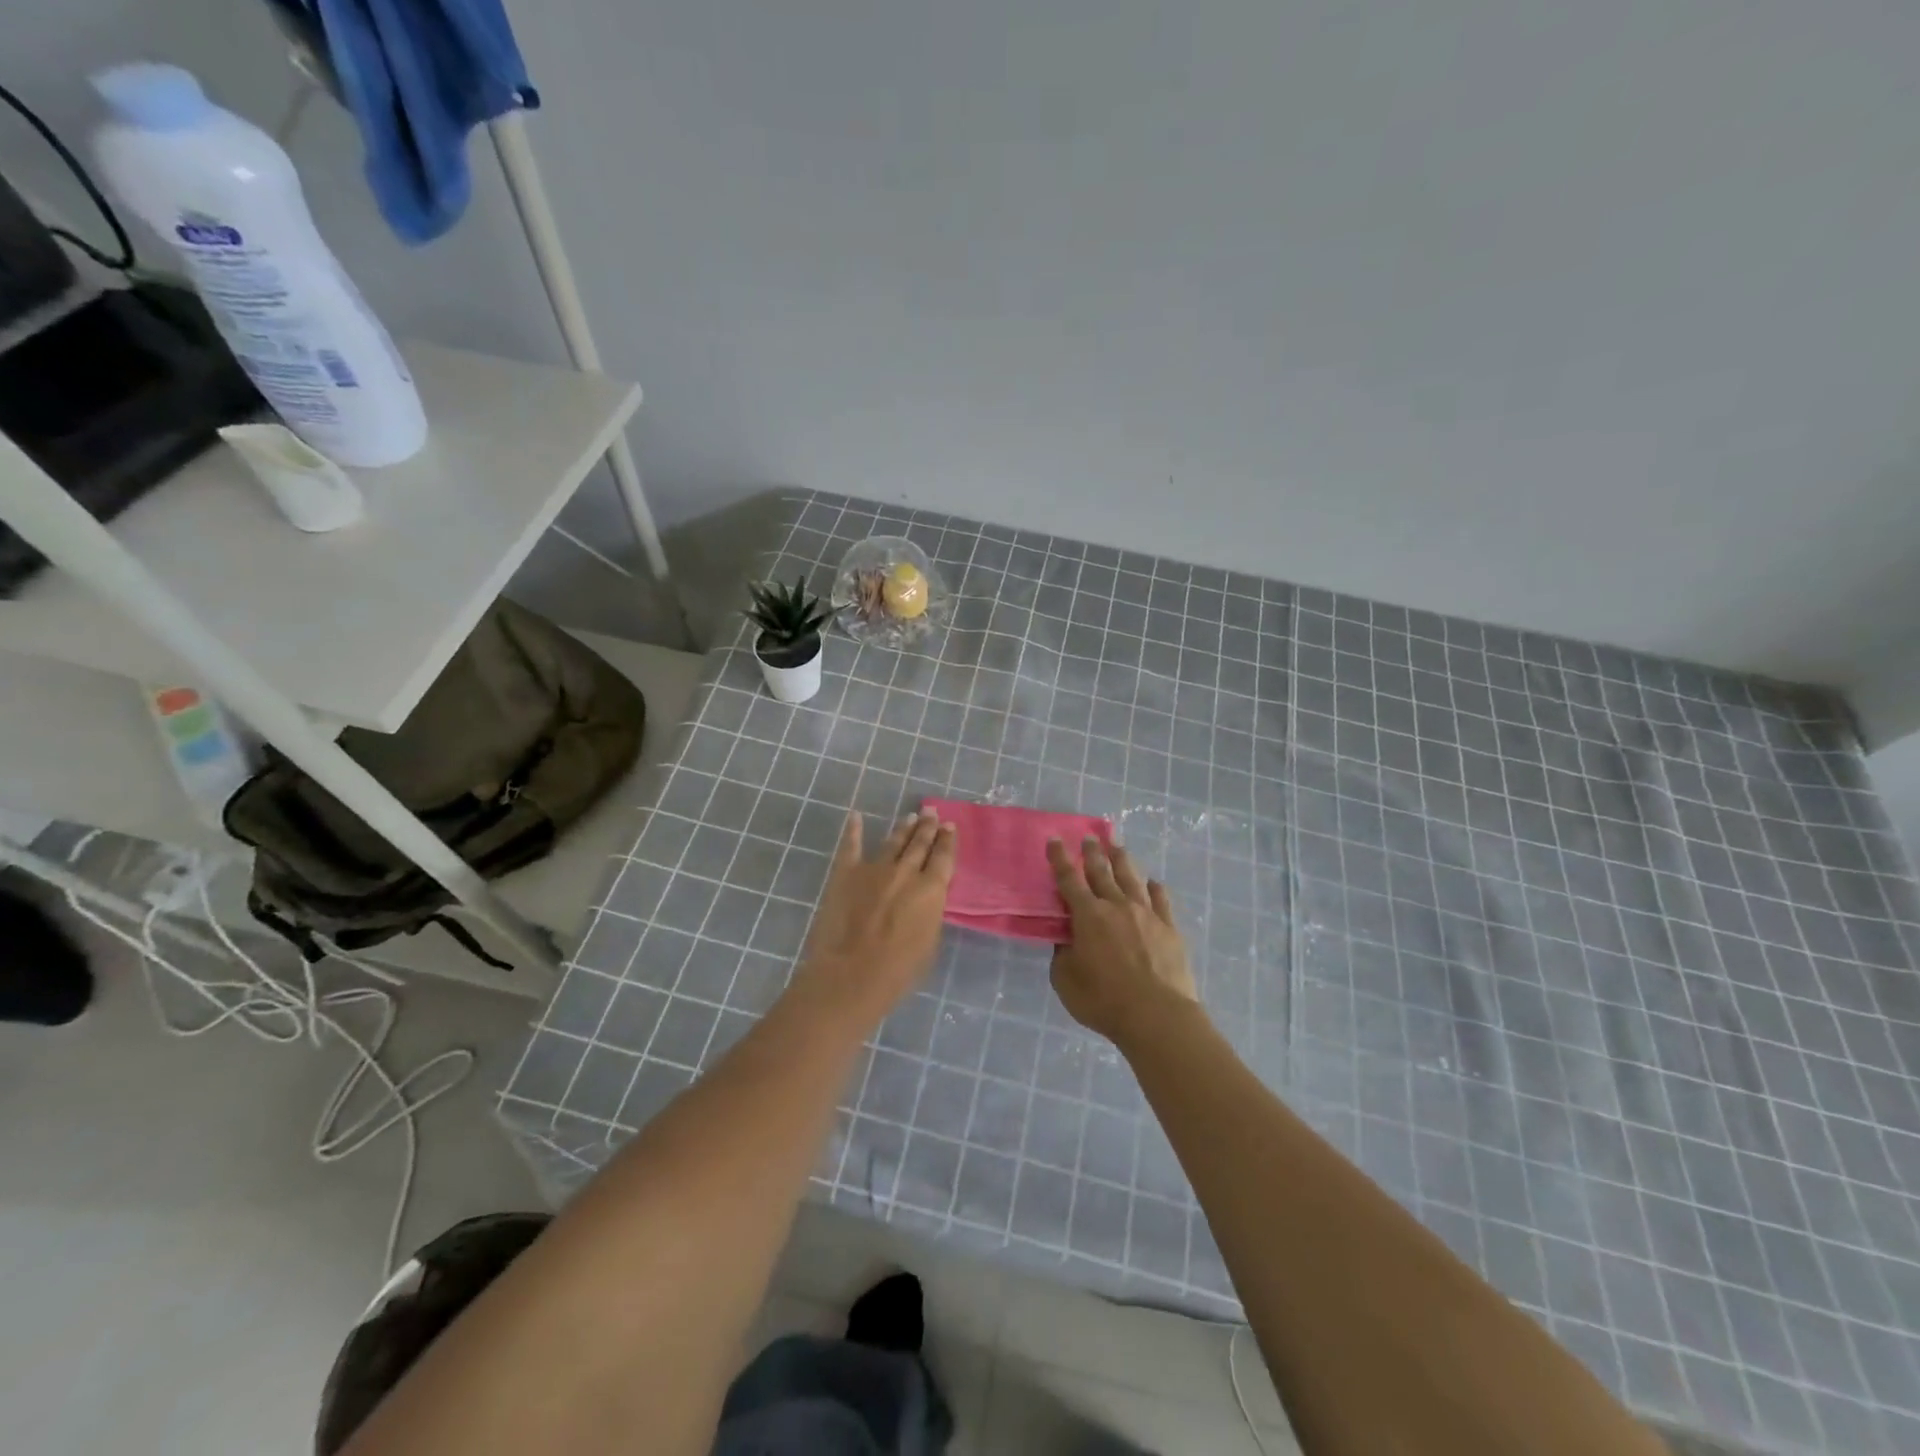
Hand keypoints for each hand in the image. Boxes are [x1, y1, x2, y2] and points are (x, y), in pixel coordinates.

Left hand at [795, 809, 956, 1021]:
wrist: (852, 973)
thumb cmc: (898, 970)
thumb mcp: (930, 942)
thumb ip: (930, 913)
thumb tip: (926, 899)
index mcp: (931, 889)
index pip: (943, 857)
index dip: (947, 840)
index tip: (949, 826)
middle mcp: (906, 871)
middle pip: (920, 843)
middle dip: (927, 827)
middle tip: (931, 812)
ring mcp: (874, 868)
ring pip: (893, 841)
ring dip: (903, 828)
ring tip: (911, 816)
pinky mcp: (846, 873)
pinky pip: (851, 846)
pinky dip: (854, 830)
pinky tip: (856, 817)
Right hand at [1048, 836, 1199, 1045]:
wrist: (1157, 1016)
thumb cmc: (1103, 1000)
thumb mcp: (1065, 979)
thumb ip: (1063, 953)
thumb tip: (1067, 938)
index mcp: (1088, 915)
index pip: (1069, 879)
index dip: (1059, 858)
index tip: (1055, 839)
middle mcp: (1117, 906)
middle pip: (1102, 871)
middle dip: (1093, 852)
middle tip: (1090, 836)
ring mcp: (1147, 914)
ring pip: (1132, 878)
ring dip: (1123, 860)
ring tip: (1118, 846)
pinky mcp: (1169, 928)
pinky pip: (1161, 900)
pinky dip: (1155, 889)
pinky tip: (1154, 883)